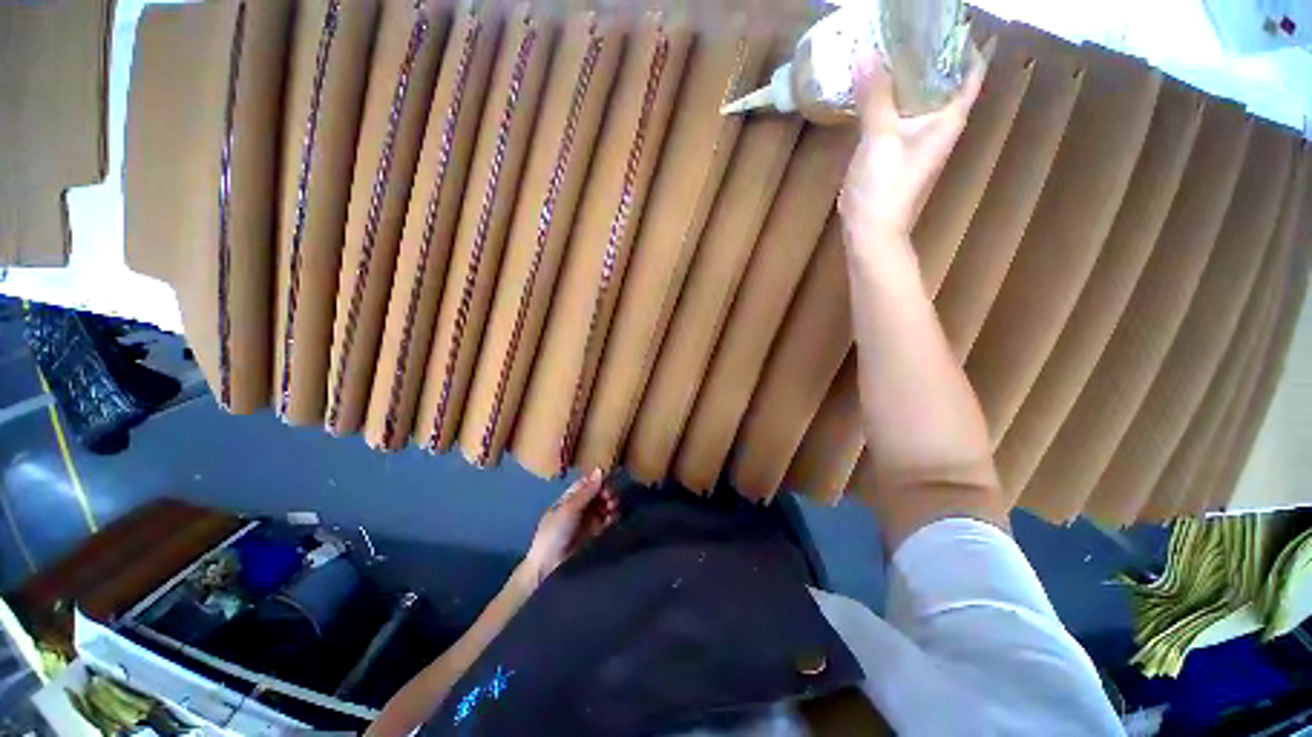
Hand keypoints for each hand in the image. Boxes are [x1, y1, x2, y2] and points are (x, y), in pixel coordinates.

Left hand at [522, 469, 618, 585]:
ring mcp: (587, 520)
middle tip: (610, 498)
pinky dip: (612, 517)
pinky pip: (607, 520)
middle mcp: (580, 506)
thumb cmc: (555, 532)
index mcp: (570, 497)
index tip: (607, 481)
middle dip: (607, 492)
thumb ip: (587, 491)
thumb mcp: (569, 508)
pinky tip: (613, 518)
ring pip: (604, 505)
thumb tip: (601, 469)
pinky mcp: (595, 533)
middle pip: (598, 493)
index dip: (598, 481)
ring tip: (612, 508)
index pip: (587, 483)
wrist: (549, 566)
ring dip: (611, 504)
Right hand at [839, 45, 985, 240]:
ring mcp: (915, 138)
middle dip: (928, 52)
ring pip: (916, 95)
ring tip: (887, 48)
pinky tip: (871, 86)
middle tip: (905, 28)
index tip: (946, 21)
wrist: (870, 229)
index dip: (964, 43)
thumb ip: (875, 96)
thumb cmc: (885, 186)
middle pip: (942, 78)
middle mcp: (937, 123)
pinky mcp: (894, 149)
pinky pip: (896, 113)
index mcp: (949, 117)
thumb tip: (864, 52)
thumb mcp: (881, 138)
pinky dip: (887, 96)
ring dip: (905, 73)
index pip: (970, 70)